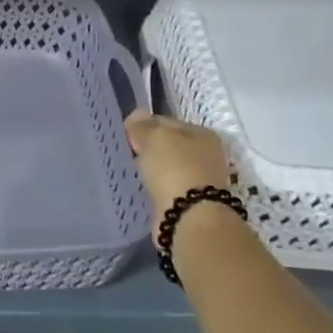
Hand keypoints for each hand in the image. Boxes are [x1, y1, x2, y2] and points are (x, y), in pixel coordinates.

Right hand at [124, 111, 233, 226]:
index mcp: (202, 134)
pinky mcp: (191, 202)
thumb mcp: (154, 138)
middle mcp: (206, 155)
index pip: (166, 121)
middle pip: (169, 145)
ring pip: (167, 167)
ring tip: (131, 171)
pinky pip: (166, 186)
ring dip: (152, 169)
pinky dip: (155, 186)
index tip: (125, 135)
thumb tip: (136, 115)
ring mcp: (201, 179)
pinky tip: (142, 188)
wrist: (190, 217)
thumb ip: (143, 126)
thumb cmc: (175, 169)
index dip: (144, 125)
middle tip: (126, 153)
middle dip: (148, 148)